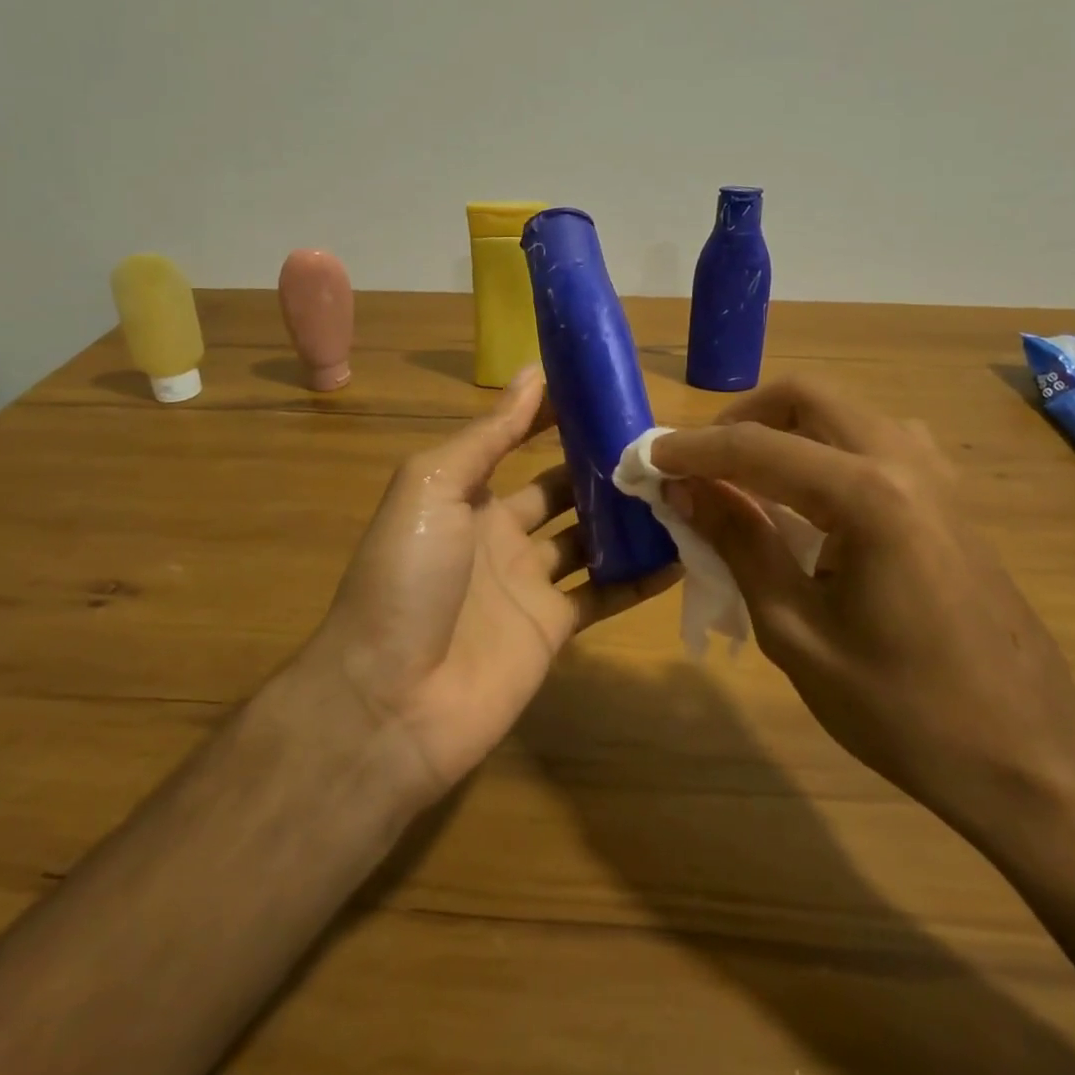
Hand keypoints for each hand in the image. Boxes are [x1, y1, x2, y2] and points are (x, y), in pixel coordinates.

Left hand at [299, 366, 676, 807]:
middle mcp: (500, 534)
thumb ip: (488, 435)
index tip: (607, 391)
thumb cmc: (407, 577)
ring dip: (628, 517)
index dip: (557, 416)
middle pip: (563, 489)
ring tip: (682, 487)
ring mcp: (528, 584)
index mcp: (467, 494)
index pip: (519, 440)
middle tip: (659, 443)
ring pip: (591, 539)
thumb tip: (533, 373)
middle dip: (603, 465)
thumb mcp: (434, 487)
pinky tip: (683, 554)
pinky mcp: (552, 629)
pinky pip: (605, 594)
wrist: (390, 701)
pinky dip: (641, 577)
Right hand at [651, 376, 1074, 851]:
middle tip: (699, 463)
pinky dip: (823, 449)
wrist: (1032, 761)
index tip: (647, 460)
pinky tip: (807, 502)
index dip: (692, 450)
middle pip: (805, 397)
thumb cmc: (903, 710)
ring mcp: (936, 474)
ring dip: (784, 429)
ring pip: (841, 413)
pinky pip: (872, 442)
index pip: (756, 446)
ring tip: (744, 480)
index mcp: (867, 494)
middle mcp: (905, 460)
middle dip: (741, 418)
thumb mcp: (796, 632)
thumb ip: (738, 542)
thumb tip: (684, 489)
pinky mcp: (949, 496)